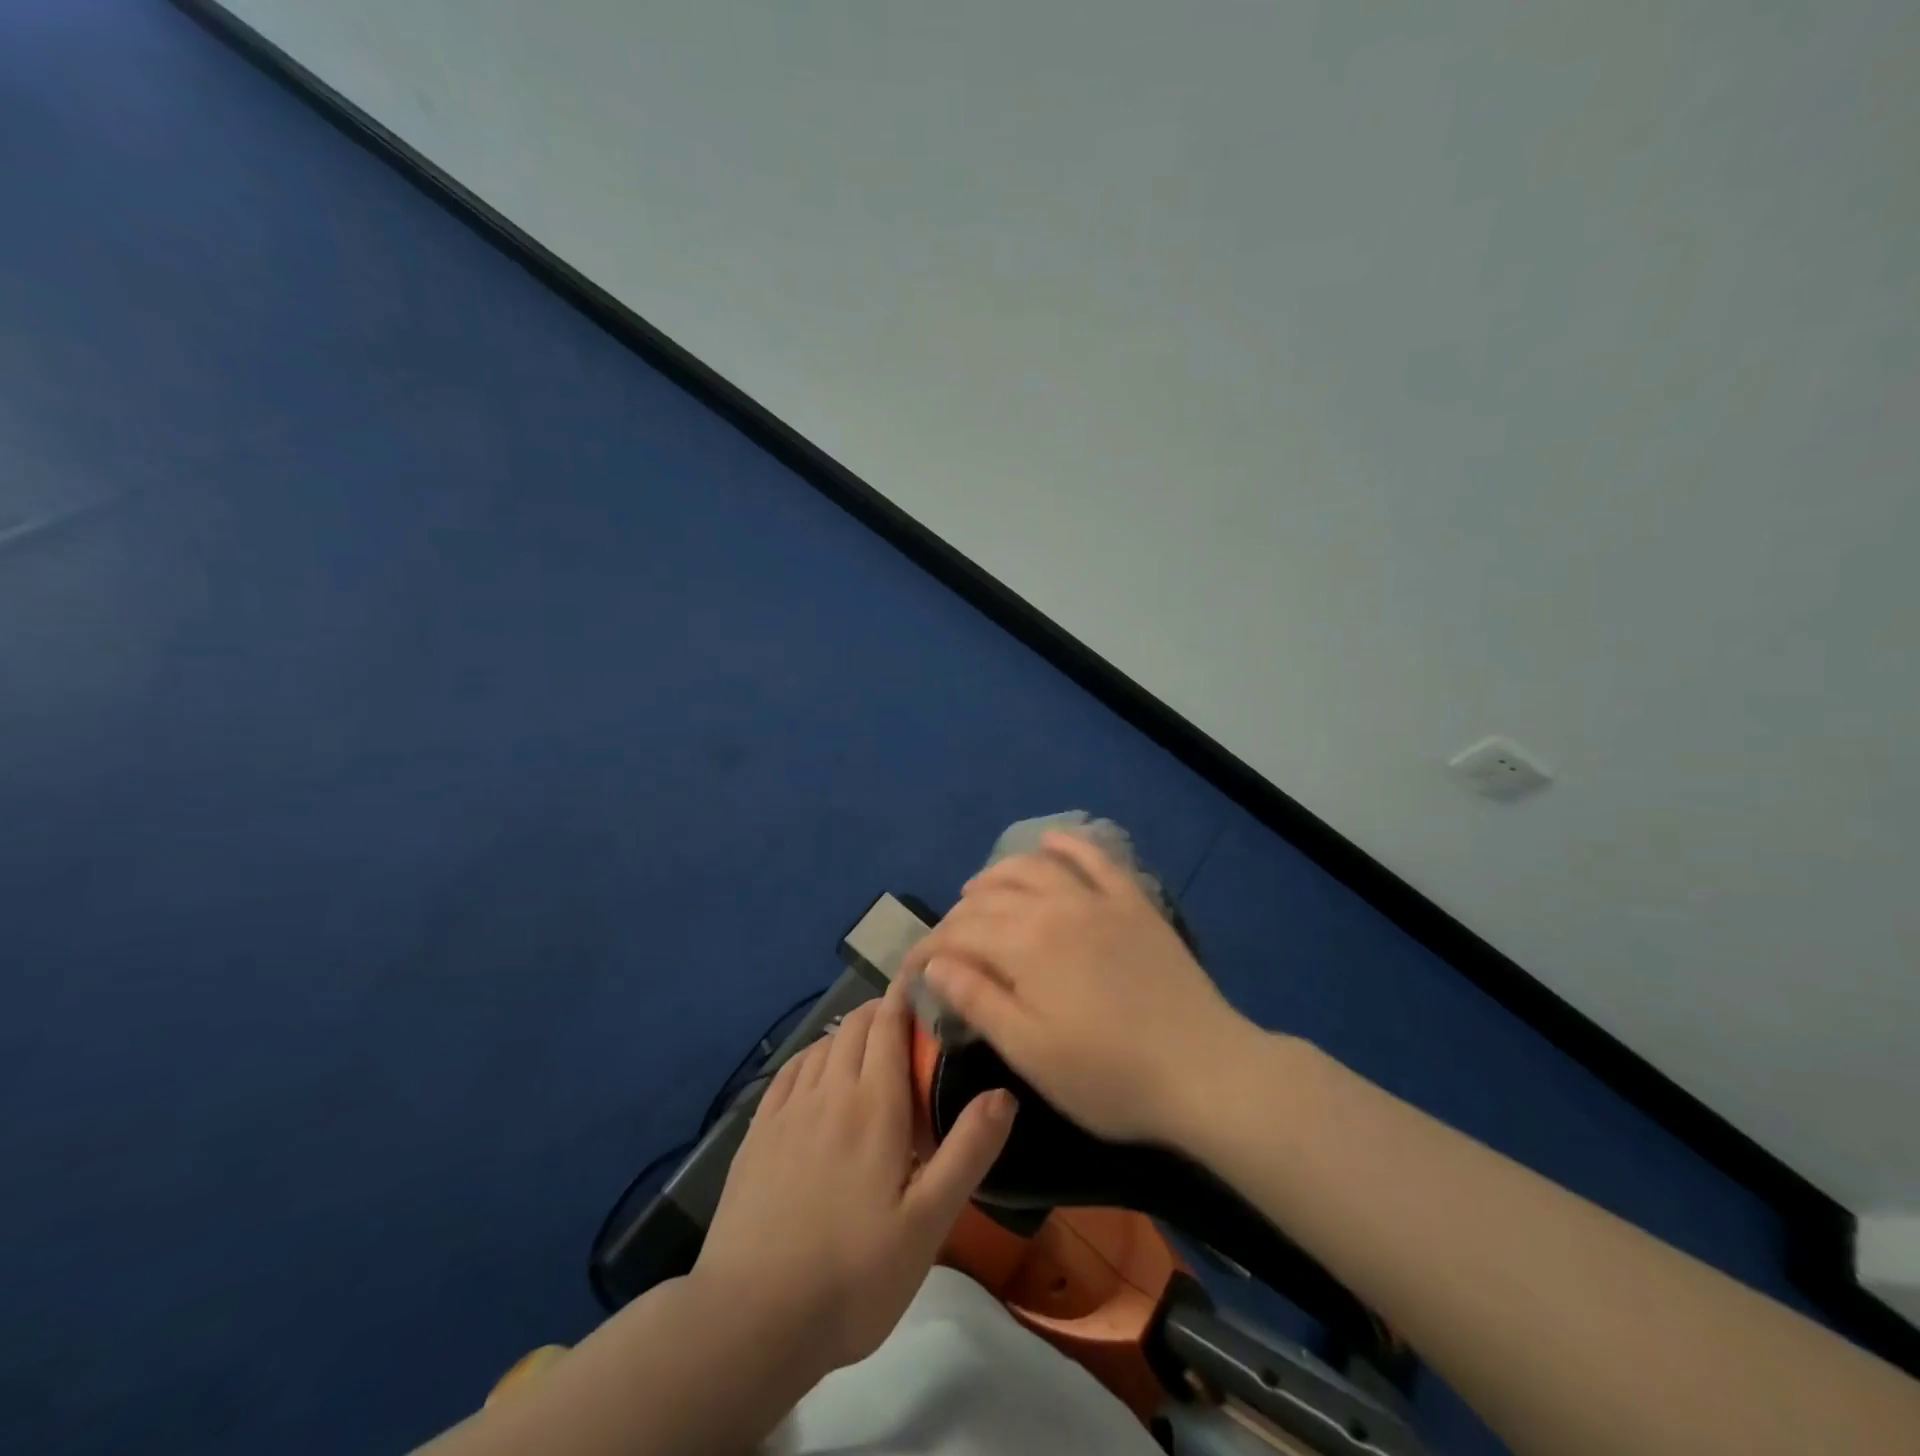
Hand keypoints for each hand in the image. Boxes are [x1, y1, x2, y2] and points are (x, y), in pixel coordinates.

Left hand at [692, 978, 1015, 1382]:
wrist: (751, 1319)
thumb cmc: (853, 1275)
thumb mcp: (928, 1223)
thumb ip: (967, 1152)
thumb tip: (1004, 1092)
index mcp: (874, 1106)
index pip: (890, 1026)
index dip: (905, 996)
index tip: (923, 980)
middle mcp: (829, 1092)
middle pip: (856, 1027)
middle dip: (883, 1011)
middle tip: (908, 1023)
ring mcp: (788, 1111)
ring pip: (822, 1046)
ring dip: (849, 1033)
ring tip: (867, 1045)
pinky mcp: (757, 1134)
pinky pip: (789, 1072)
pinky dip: (811, 1056)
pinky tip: (816, 1072)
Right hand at [899, 830, 1258, 1143]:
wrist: (1203, 1071)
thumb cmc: (1109, 1076)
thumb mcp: (1031, 1052)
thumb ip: (978, 1001)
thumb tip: (934, 965)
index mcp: (1025, 945)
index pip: (959, 933)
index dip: (929, 949)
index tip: (913, 971)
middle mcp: (1055, 908)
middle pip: (990, 897)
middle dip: (957, 916)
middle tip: (946, 942)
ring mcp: (1098, 900)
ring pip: (1034, 868)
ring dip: (998, 874)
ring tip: (977, 890)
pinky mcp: (1133, 903)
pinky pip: (1096, 859)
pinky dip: (1069, 845)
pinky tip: (1051, 840)